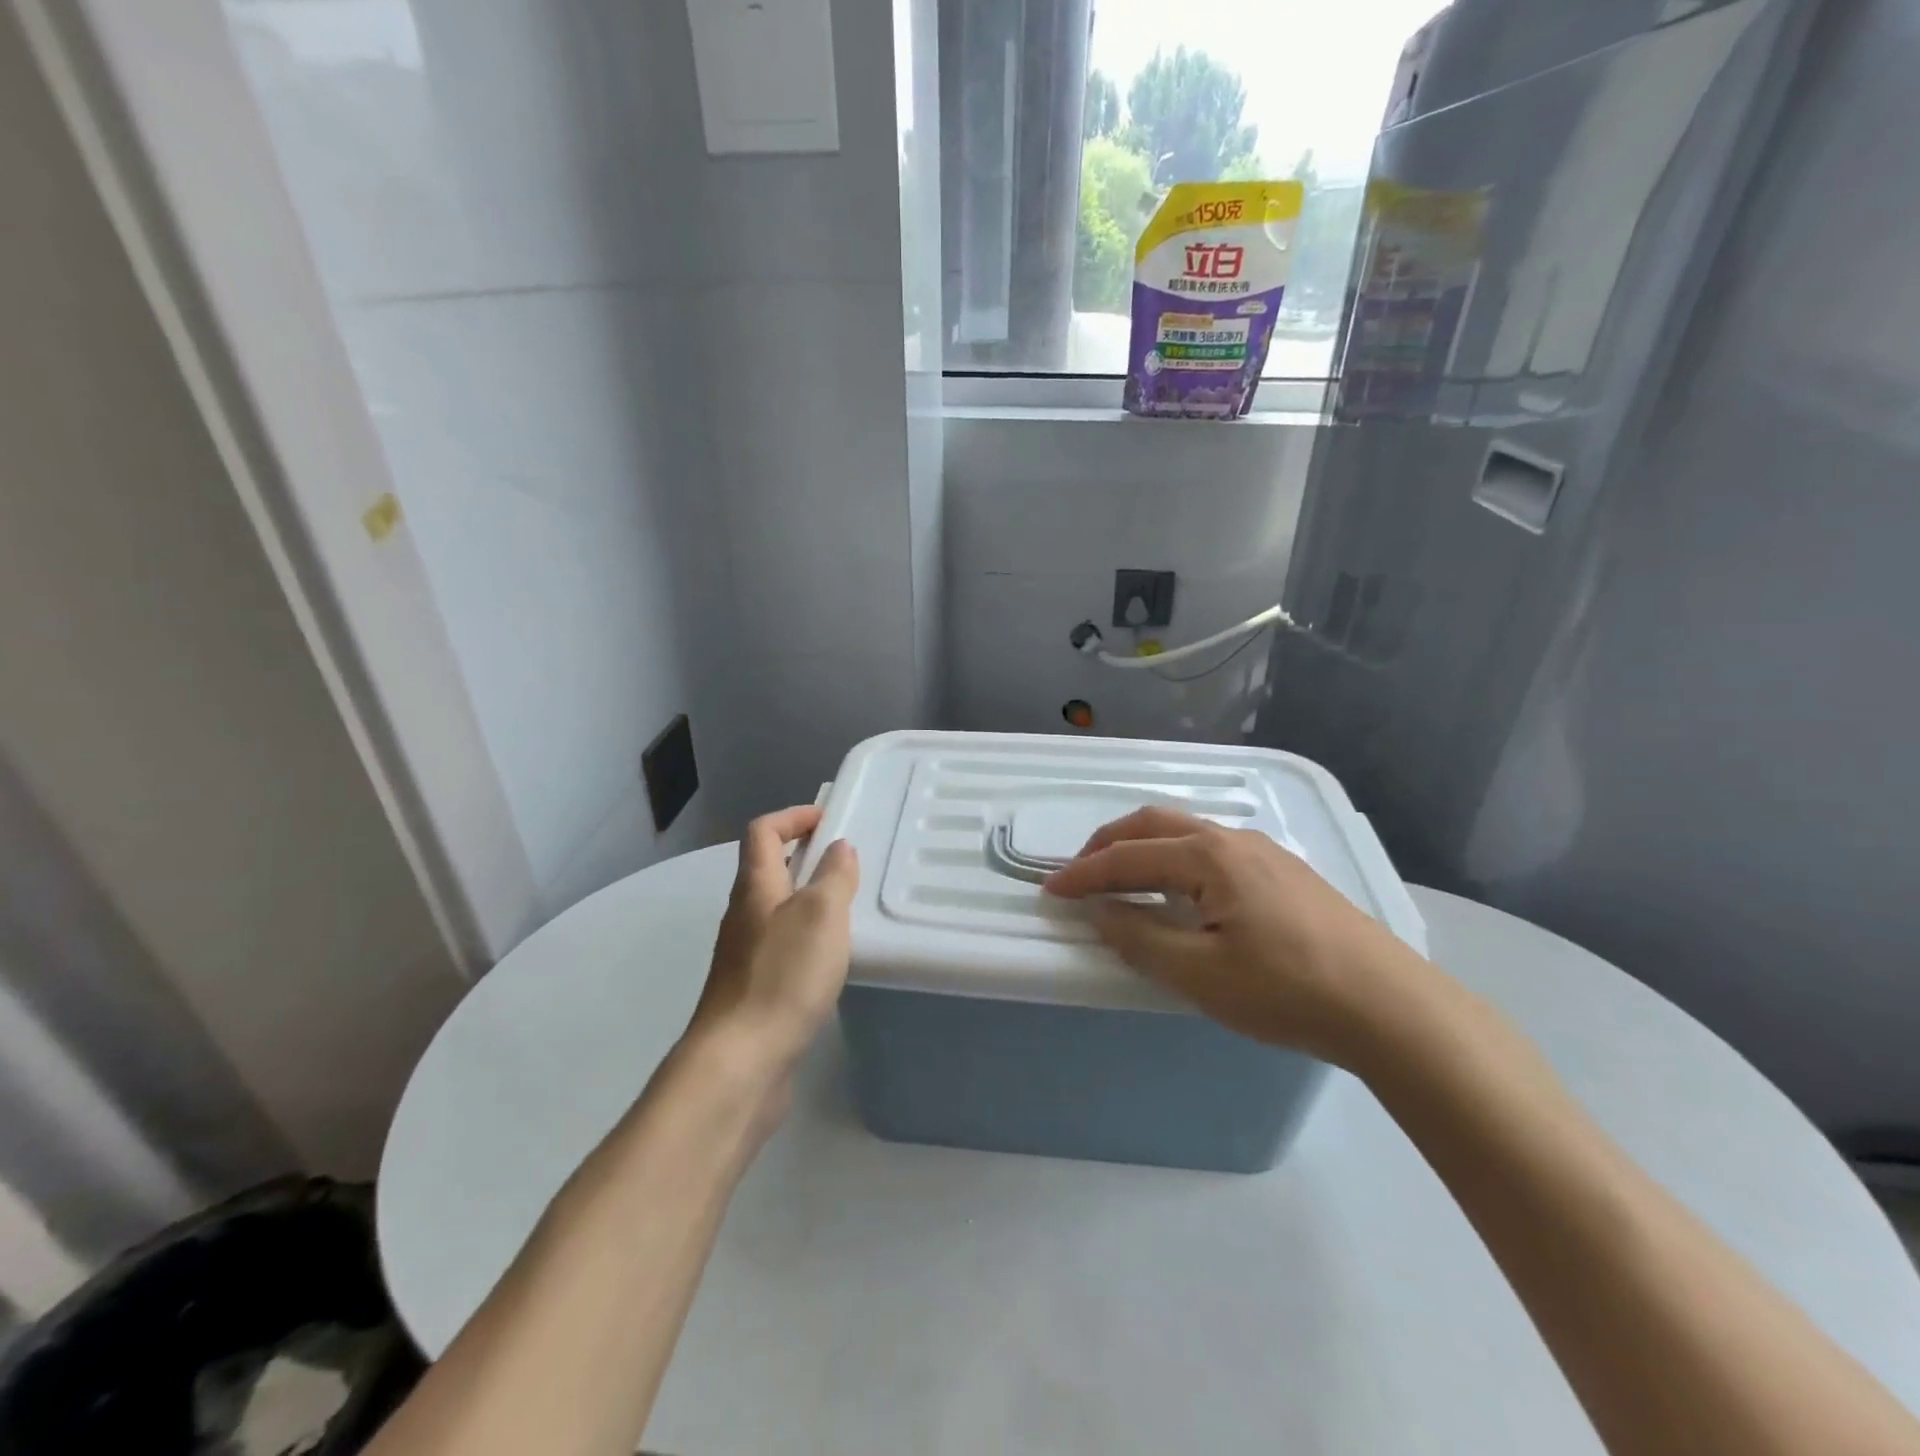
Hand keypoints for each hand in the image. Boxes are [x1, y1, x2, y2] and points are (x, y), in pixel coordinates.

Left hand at [686, 806, 858, 1083]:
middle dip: (806, 857)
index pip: (762, 831)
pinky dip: (807, 938)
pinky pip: (782, 946)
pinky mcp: (754, 989)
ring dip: (809, 899)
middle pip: (767, 869)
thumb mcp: (821, 915)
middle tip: (848, 864)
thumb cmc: (783, 976)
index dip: (793, 817)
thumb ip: (834, 876)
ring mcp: (745, 955)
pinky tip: (833, 958)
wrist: (741, 1062)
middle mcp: (743, 915)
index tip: (830, 820)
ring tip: (849, 909)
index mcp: (754, 887)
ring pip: (777, 909)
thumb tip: (838, 848)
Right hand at [1043, 806, 1423, 1064]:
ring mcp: (1264, 853)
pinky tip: (1181, 892)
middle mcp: (1233, 840)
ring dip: (1143, 849)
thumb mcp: (1199, 974)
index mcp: (1209, 856)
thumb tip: (1100, 911)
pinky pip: (1212, 850)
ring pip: (1186, 833)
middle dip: (1109, 844)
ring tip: (1122, 881)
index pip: (1127, 856)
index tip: (1049, 891)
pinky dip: (1175, 859)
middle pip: (1154, 825)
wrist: (1390, 1007)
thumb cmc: (1286, 989)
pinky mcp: (1285, 873)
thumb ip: (1140, 937)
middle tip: (1080, 874)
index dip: (1083, 874)